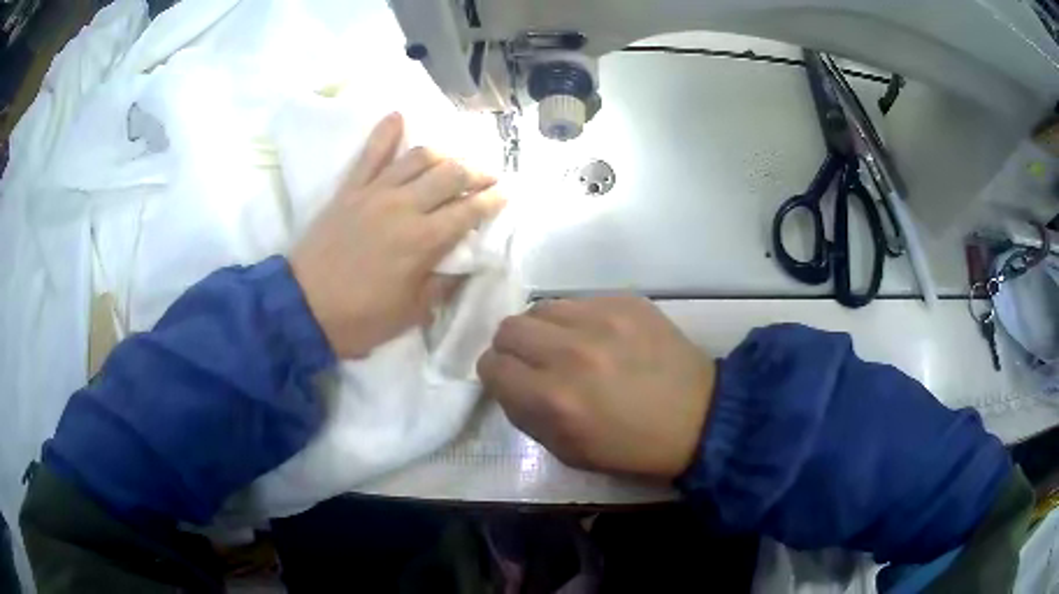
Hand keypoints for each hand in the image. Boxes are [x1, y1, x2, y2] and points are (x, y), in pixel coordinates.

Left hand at [291, 113, 505, 358]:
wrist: (303, 307)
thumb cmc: (360, 317)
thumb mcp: (411, 313)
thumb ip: (443, 285)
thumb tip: (467, 264)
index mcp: (423, 241)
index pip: (469, 211)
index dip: (492, 201)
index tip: (506, 194)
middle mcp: (404, 207)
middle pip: (450, 175)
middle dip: (477, 172)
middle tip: (488, 176)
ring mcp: (375, 193)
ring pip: (418, 157)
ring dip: (443, 154)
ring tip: (453, 159)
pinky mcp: (350, 189)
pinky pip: (369, 153)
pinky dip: (385, 132)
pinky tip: (398, 115)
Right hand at [478, 296, 715, 478]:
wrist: (700, 417)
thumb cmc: (632, 448)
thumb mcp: (568, 452)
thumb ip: (525, 415)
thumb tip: (507, 383)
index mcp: (553, 400)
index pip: (491, 366)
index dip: (495, 375)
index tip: (511, 380)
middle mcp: (570, 353)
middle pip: (508, 328)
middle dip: (512, 348)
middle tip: (535, 362)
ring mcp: (601, 319)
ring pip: (540, 308)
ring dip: (543, 330)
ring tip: (567, 346)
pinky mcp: (626, 301)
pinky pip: (578, 300)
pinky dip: (577, 319)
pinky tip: (600, 337)